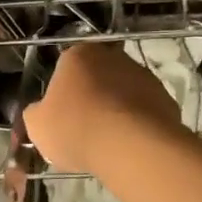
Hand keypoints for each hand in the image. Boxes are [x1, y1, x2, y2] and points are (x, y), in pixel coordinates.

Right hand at [23, 42, 184, 172]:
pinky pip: (144, 110)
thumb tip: (41, 111)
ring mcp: (142, 75)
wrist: (131, 146)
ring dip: (116, 110)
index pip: (64, 67)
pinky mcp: (165, 98)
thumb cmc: (75, 128)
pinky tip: (129, 145)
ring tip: (108, 142)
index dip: (61, 93)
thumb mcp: (37, 125)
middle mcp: (112, 56)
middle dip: (91, 97)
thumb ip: (36, 113)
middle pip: (96, 76)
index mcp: (77, 54)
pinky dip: (137, 124)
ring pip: (122, 92)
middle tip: (83, 128)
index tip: (61, 116)